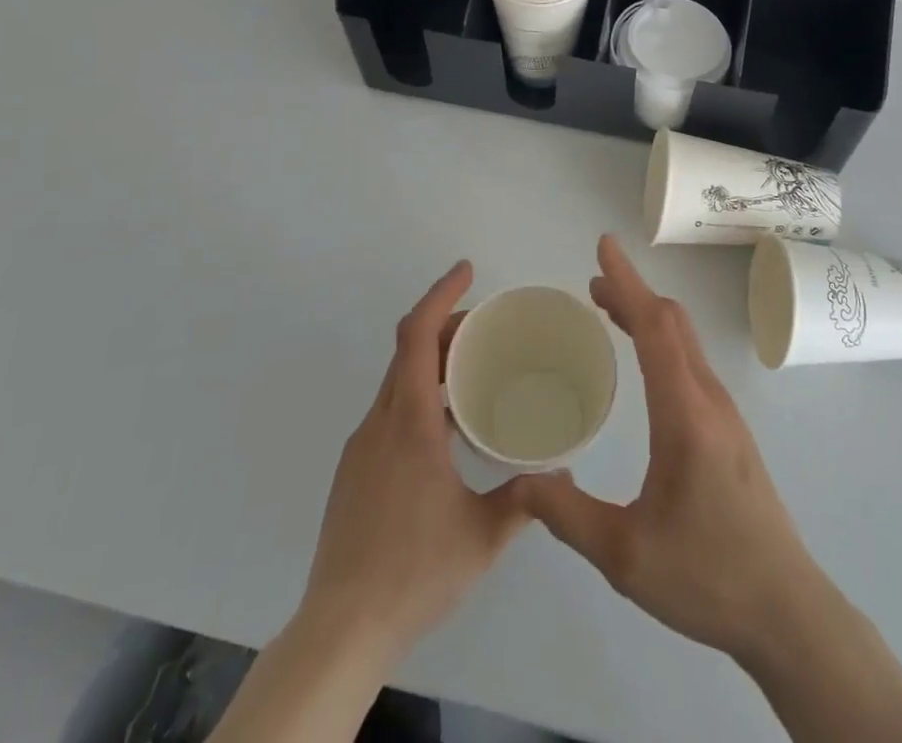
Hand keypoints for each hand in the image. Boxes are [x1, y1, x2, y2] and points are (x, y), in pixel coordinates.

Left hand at [301, 259, 530, 663]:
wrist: (340, 631)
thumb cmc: (414, 573)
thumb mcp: (482, 537)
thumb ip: (525, 499)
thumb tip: (562, 474)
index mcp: (410, 424)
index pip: (418, 336)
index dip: (441, 295)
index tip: (466, 270)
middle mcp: (380, 423)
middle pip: (408, 350)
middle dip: (445, 325)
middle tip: (487, 328)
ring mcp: (361, 447)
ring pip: (397, 381)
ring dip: (432, 362)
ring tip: (474, 374)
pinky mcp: (354, 471)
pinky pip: (389, 411)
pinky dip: (418, 394)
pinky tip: (446, 430)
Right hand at [522, 235, 827, 665]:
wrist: (787, 611)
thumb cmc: (707, 577)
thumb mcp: (625, 555)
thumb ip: (568, 515)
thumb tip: (523, 478)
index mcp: (684, 413)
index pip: (654, 327)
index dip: (626, 282)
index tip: (604, 247)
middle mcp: (709, 398)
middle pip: (672, 323)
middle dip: (632, 292)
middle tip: (591, 282)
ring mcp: (725, 412)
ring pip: (685, 340)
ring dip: (648, 315)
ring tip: (609, 309)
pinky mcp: (730, 429)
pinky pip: (691, 361)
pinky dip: (662, 339)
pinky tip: (644, 362)